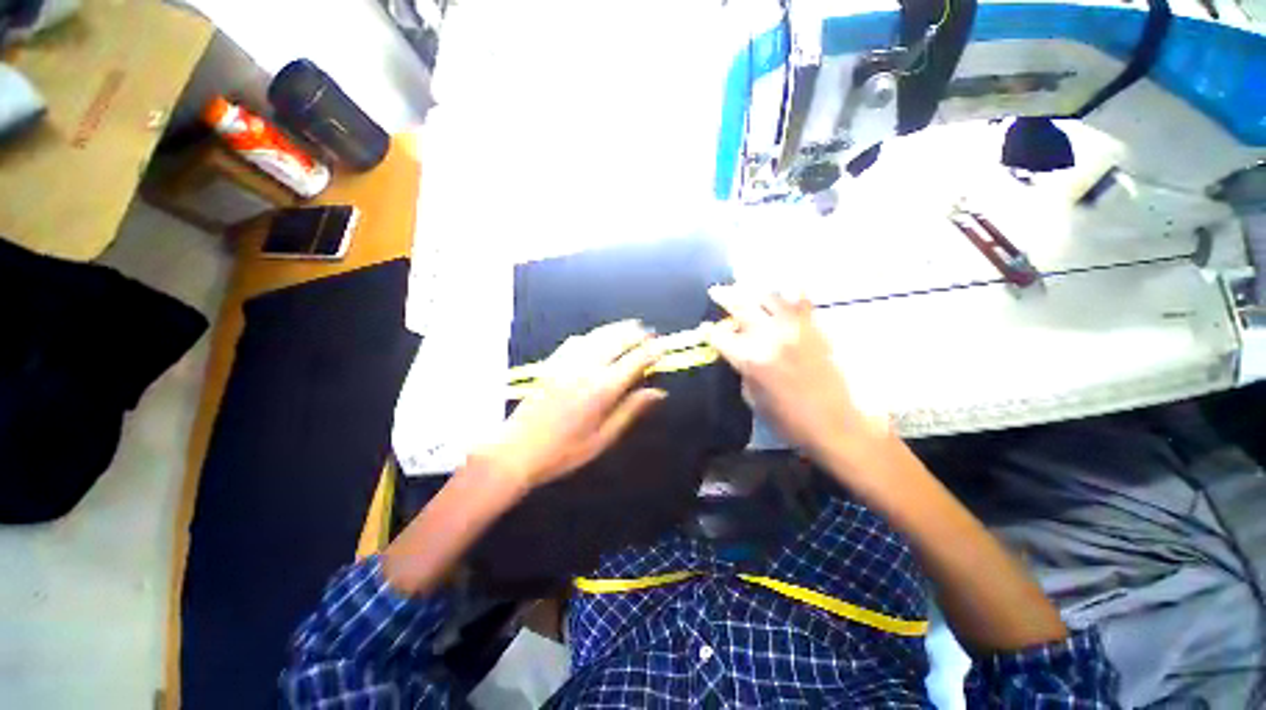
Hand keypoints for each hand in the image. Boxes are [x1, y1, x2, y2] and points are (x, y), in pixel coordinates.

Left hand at [474, 320, 666, 490]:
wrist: (517, 450)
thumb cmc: (565, 451)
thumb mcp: (603, 438)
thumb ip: (631, 410)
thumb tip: (658, 392)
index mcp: (603, 389)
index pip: (634, 361)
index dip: (651, 352)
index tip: (663, 347)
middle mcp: (587, 368)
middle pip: (617, 341)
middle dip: (636, 334)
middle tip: (650, 332)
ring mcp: (567, 362)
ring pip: (598, 336)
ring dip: (617, 329)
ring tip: (631, 325)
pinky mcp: (552, 363)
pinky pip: (576, 341)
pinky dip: (592, 334)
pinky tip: (597, 336)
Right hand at [704, 285, 889, 464]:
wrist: (835, 424)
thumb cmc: (788, 419)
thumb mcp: (752, 398)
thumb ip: (741, 369)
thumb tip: (737, 352)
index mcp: (750, 359)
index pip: (721, 336)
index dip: (711, 332)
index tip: (707, 331)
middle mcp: (770, 337)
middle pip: (741, 306)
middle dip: (724, 296)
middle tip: (715, 291)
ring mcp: (794, 328)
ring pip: (769, 296)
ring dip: (752, 291)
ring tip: (745, 289)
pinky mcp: (814, 328)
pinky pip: (801, 301)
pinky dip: (791, 292)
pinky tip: (785, 288)